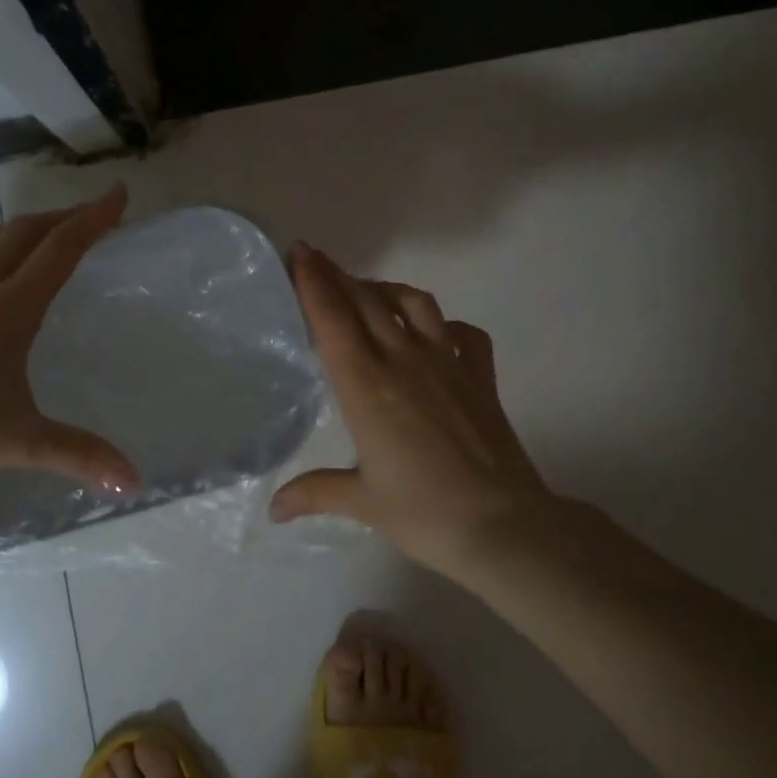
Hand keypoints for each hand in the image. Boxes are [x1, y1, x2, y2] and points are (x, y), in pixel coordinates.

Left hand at [0, 184, 140, 492]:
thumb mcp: (22, 442)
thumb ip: (81, 455)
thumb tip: (135, 482)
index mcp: (11, 310)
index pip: (61, 250)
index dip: (93, 218)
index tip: (117, 195)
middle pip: (23, 235)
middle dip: (60, 219)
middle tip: (86, 215)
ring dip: (12, 227)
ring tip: (33, 229)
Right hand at [272, 244, 558, 580]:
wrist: (503, 525)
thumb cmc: (424, 513)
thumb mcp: (362, 502)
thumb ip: (314, 493)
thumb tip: (273, 509)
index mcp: (367, 386)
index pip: (333, 319)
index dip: (314, 281)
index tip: (301, 252)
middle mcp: (404, 361)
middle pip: (367, 301)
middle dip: (338, 275)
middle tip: (317, 261)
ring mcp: (448, 363)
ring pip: (414, 303)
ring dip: (386, 290)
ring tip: (369, 294)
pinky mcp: (480, 376)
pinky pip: (464, 332)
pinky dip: (445, 324)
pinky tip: (435, 333)